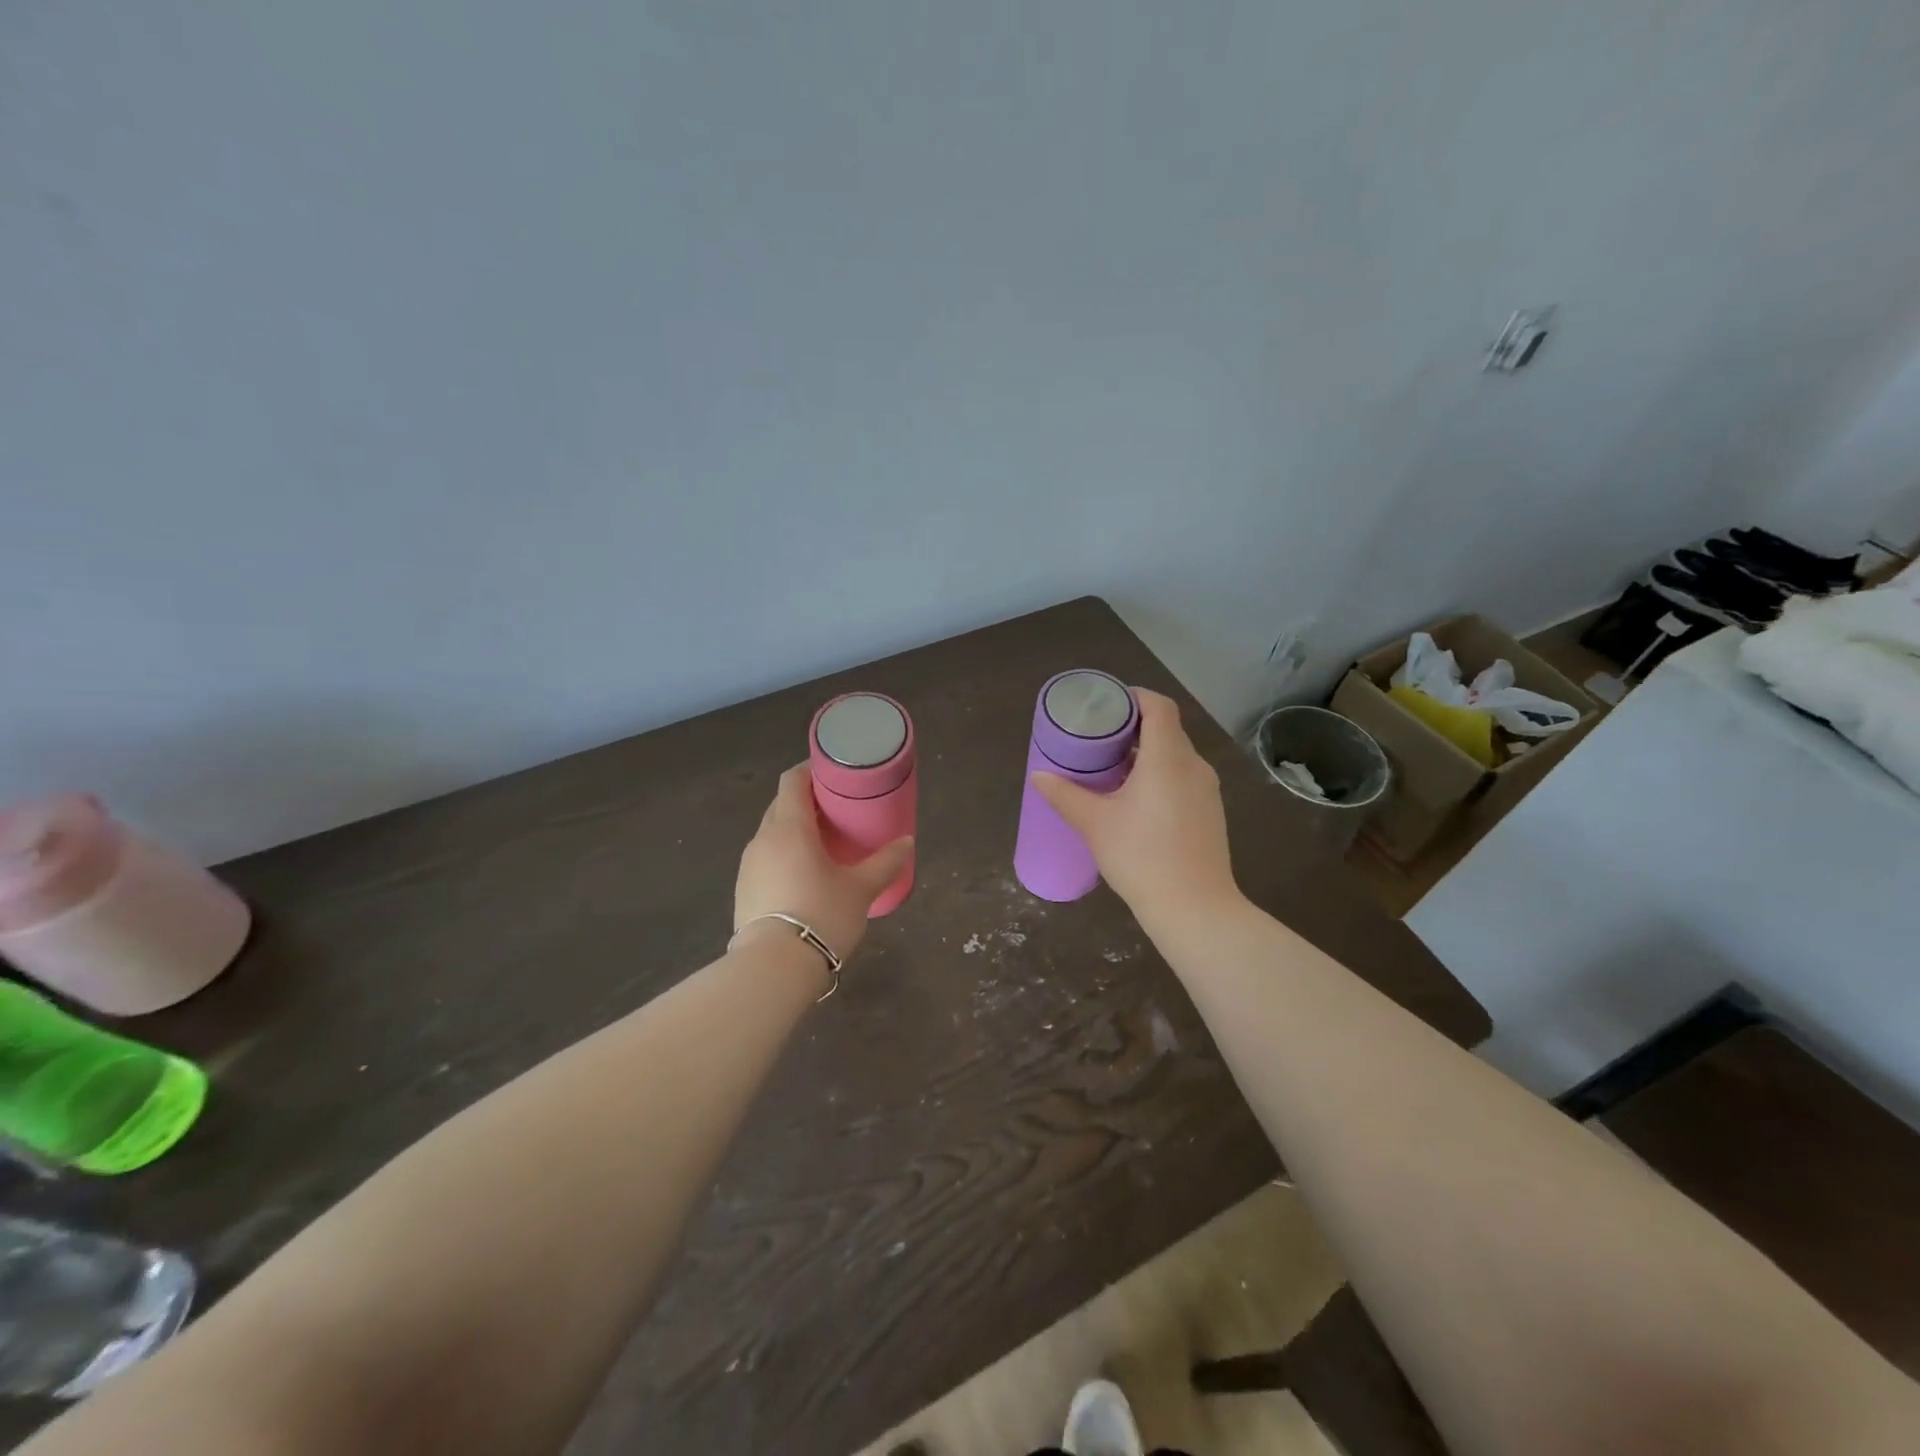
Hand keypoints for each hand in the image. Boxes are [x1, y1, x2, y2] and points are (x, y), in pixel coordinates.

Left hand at [734, 764, 912, 960]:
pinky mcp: (743, 890)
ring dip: (794, 831)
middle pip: (781, 805)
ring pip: (772, 834)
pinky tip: (804, 876)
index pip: (792, 781)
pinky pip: (766, 859)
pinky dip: (784, 856)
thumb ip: (885, 862)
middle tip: (836, 810)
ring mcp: (748, 865)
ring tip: (823, 844)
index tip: (833, 774)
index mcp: (789, 827)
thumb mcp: (861, 889)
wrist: (774, 968)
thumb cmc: (821, 915)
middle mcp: (763, 839)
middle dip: (807, 802)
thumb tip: (907, 842)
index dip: (810, 770)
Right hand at [1032, 689, 1240, 922]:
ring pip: (1176, 755)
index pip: (1159, 706)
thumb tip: (1039, 775)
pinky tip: (1137, 799)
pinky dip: (1161, 775)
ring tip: (1113, 768)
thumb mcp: (1094, 823)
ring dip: (1147, 753)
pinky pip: (1184, 778)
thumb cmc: (1141, 856)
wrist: (1195, 908)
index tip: (1107, 706)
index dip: (1134, 697)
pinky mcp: (1210, 812)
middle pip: (1166, 729)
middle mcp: (1193, 765)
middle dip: (1134, 727)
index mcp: (1167, 757)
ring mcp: (1207, 790)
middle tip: (1099, 738)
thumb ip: (1065, 795)